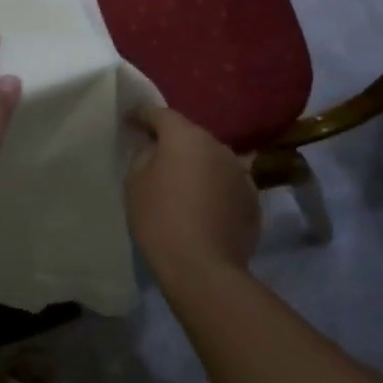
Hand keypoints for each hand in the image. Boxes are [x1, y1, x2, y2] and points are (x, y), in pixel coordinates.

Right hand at [125, 107, 260, 276]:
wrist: (203, 268)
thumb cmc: (160, 219)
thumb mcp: (135, 182)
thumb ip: (144, 156)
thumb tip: (156, 150)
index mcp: (186, 137)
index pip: (161, 114)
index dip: (143, 115)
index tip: (130, 120)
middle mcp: (218, 146)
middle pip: (190, 135)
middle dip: (173, 141)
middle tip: (155, 154)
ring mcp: (240, 172)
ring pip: (211, 159)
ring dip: (196, 165)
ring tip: (181, 183)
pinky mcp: (252, 199)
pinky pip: (226, 183)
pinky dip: (213, 187)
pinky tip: (203, 206)